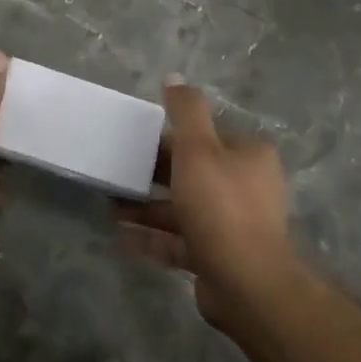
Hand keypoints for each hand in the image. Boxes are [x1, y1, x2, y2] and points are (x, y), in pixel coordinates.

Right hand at [118, 76, 299, 329]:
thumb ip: (185, 111)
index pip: (207, 135)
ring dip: (148, 207)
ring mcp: (233, 225)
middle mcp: (246, 187)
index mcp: (248, 156)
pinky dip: (154, 237)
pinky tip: (123, 236)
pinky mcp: (219, 256)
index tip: (139, 140)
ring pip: (183, 208)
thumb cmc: (220, 205)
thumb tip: (174, 78)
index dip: (172, 136)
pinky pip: (180, 241)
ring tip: (111, 205)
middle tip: (120, 172)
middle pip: (193, 172)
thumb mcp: (198, 149)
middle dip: (155, 173)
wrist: (247, 284)